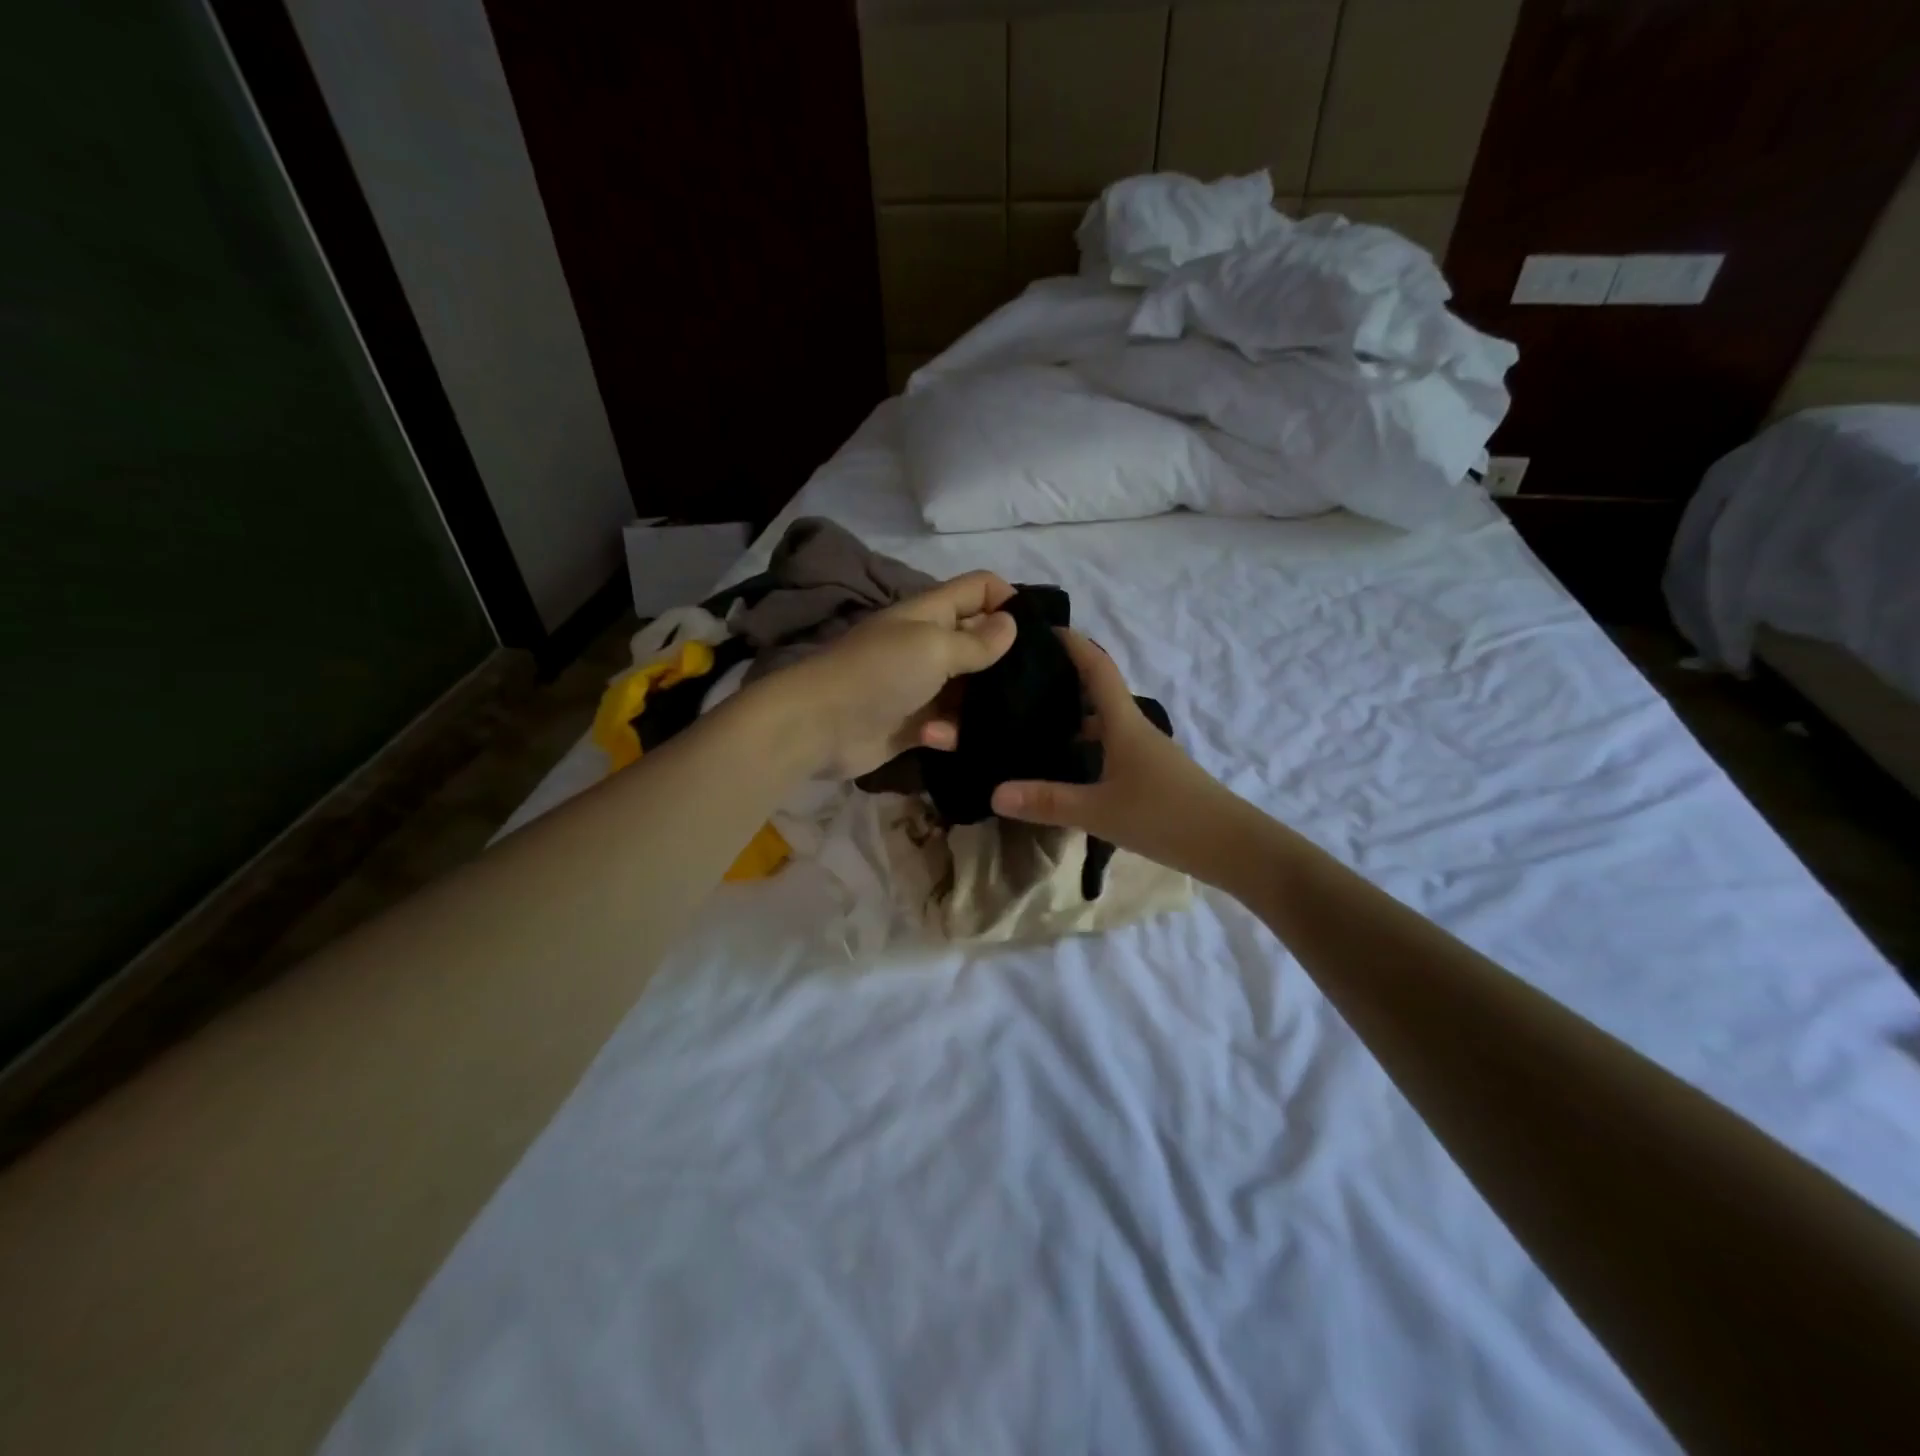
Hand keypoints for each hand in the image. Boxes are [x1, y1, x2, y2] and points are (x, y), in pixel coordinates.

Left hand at [780, 571, 1018, 778]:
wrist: (818, 726)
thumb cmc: (878, 674)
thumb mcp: (933, 647)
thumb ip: (976, 641)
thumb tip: (1011, 625)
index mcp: (931, 613)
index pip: (979, 588)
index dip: (1009, 600)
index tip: (1037, 632)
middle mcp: (929, 644)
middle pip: (980, 641)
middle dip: (1006, 660)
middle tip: (1036, 683)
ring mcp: (922, 685)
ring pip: (969, 689)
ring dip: (980, 704)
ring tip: (995, 718)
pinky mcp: (915, 724)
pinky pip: (949, 724)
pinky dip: (951, 732)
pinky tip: (941, 739)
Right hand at [991, 629, 1247, 879]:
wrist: (1231, 846)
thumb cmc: (1165, 817)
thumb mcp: (1099, 811)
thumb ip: (1047, 801)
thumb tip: (994, 792)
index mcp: (1124, 723)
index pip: (1097, 668)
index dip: (1073, 643)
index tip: (1042, 627)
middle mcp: (1135, 729)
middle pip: (1098, 692)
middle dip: (1063, 680)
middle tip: (1021, 681)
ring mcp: (1146, 753)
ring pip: (1104, 723)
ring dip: (1074, 716)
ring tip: (1034, 723)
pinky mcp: (1151, 775)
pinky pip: (1111, 747)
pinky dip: (1087, 745)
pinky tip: (1068, 766)